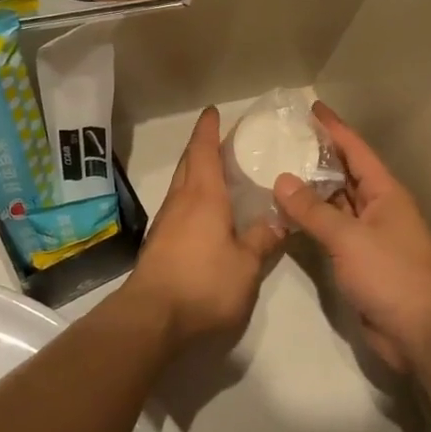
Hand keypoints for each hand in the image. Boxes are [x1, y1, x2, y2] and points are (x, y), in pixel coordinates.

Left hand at [128, 108, 285, 343]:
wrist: (151, 319)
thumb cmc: (203, 284)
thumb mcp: (246, 265)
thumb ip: (262, 239)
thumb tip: (279, 219)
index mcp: (203, 196)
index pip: (203, 150)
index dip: (208, 129)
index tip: (213, 111)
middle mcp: (180, 201)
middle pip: (189, 164)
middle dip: (202, 147)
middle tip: (223, 140)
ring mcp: (166, 223)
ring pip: (182, 186)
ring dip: (196, 173)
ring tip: (220, 174)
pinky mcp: (159, 245)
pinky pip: (179, 207)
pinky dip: (193, 198)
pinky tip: (207, 213)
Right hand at [274, 102, 430, 370]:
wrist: (418, 330)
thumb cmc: (390, 273)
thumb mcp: (349, 238)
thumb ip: (313, 210)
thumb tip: (281, 180)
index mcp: (385, 193)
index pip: (356, 150)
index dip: (334, 128)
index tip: (312, 107)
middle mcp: (379, 207)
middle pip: (346, 173)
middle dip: (320, 155)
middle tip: (286, 138)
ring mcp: (370, 235)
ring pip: (337, 203)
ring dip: (312, 189)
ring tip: (279, 169)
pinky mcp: (360, 260)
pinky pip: (333, 230)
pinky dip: (312, 220)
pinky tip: (288, 214)